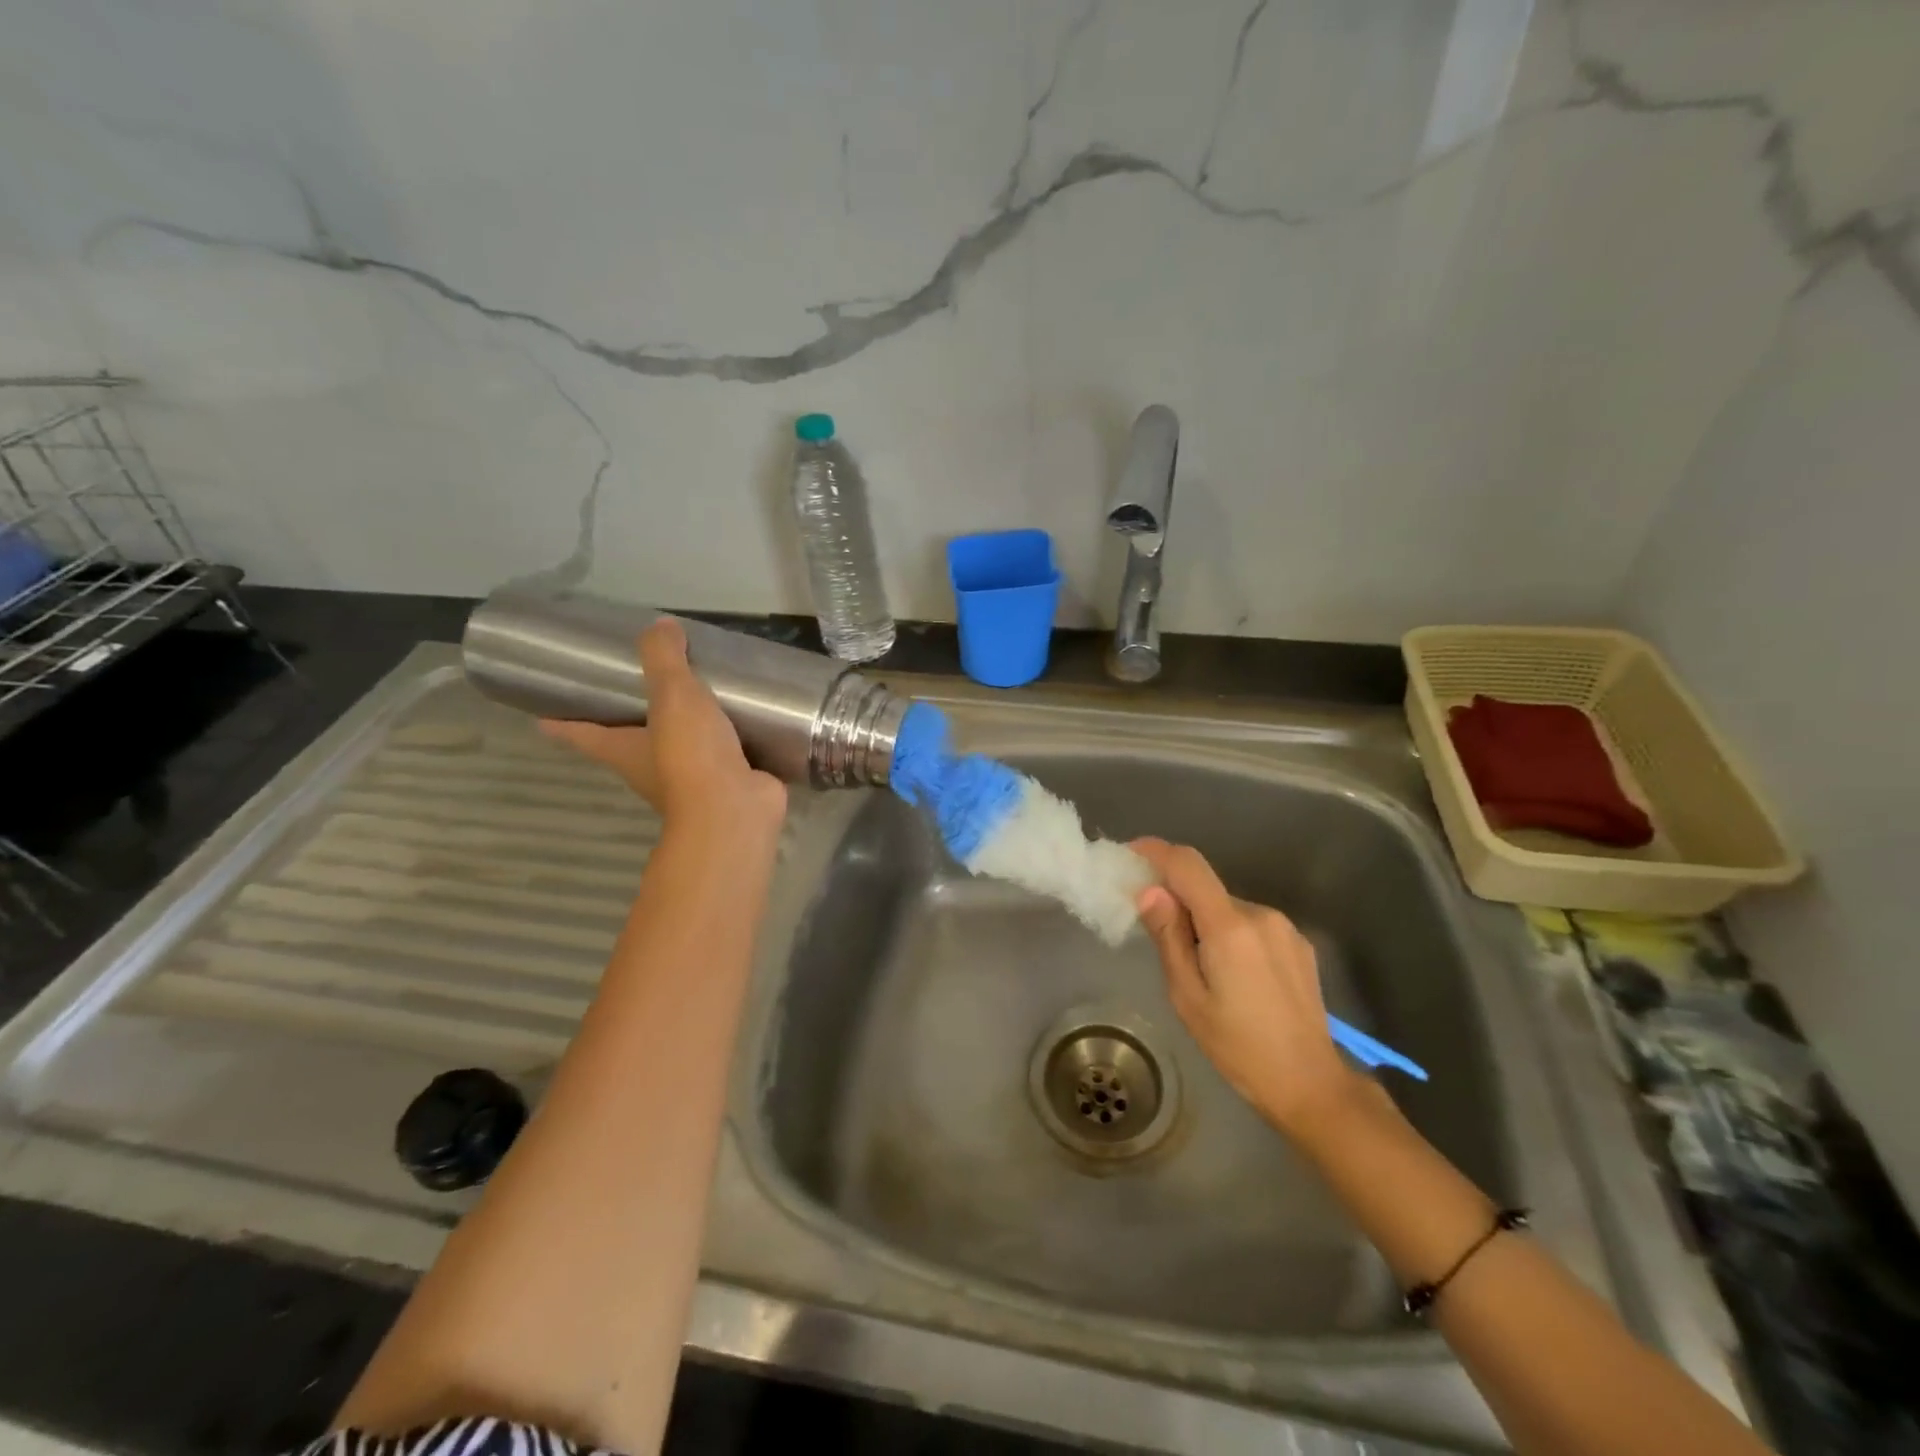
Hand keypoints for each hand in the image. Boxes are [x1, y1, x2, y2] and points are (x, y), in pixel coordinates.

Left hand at [540, 618, 785, 832]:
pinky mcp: (729, 782)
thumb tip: (660, 625)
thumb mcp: (672, 696)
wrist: (735, 811)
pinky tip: (748, 718)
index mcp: (624, 750)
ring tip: (703, 693)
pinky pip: (727, 753)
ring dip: (688, 727)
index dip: (563, 723)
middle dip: (632, 719)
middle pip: (631, 741)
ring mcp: (693, 779)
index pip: (582, 733)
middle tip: (640, 685)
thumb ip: (664, 659)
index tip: (544, 716)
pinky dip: (732, 738)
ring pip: (682, 747)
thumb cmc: (689, 755)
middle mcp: (651, 768)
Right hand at [1131, 837, 1363, 1138]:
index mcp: (1229, 927)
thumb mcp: (1188, 997)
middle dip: (1178, 900)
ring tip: (1200, 969)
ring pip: (1228, 907)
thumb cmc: (1239, 1047)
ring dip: (1206, 922)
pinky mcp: (1298, 943)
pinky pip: (1251, 924)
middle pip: (1206, 888)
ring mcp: (1284, 928)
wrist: (1311, 1085)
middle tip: (1158, 936)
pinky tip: (1233, 976)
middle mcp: (1260, 914)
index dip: (1156, 851)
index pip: (1188, 865)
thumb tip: (1150, 891)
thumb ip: (1168, 937)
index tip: (1130, 854)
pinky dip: (1230, 933)